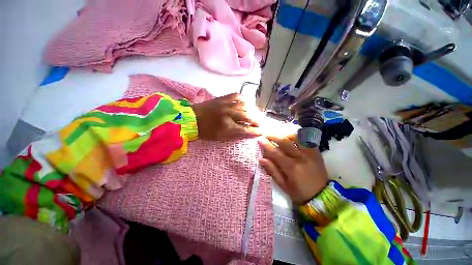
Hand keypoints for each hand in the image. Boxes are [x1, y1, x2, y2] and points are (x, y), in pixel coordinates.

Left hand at [191, 93, 261, 140]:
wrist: (192, 118)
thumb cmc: (205, 131)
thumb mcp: (220, 137)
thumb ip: (234, 135)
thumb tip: (247, 133)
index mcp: (226, 126)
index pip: (245, 129)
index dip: (255, 131)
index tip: (262, 131)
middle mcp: (228, 113)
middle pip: (247, 116)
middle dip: (256, 121)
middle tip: (260, 123)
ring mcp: (225, 104)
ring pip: (244, 105)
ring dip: (252, 110)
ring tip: (255, 114)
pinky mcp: (222, 98)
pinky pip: (237, 96)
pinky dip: (244, 99)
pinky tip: (246, 103)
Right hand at [258, 135, 328, 203]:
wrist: (323, 196)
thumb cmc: (300, 193)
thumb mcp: (283, 185)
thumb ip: (272, 171)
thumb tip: (261, 159)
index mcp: (292, 168)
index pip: (276, 152)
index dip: (266, 145)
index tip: (260, 139)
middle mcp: (301, 157)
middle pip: (285, 141)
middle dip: (273, 135)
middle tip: (266, 133)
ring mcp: (310, 153)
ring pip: (296, 137)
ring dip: (285, 133)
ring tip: (278, 133)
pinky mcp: (316, 152)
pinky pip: (306, 139)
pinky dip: (297, 136)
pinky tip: (290, 135)